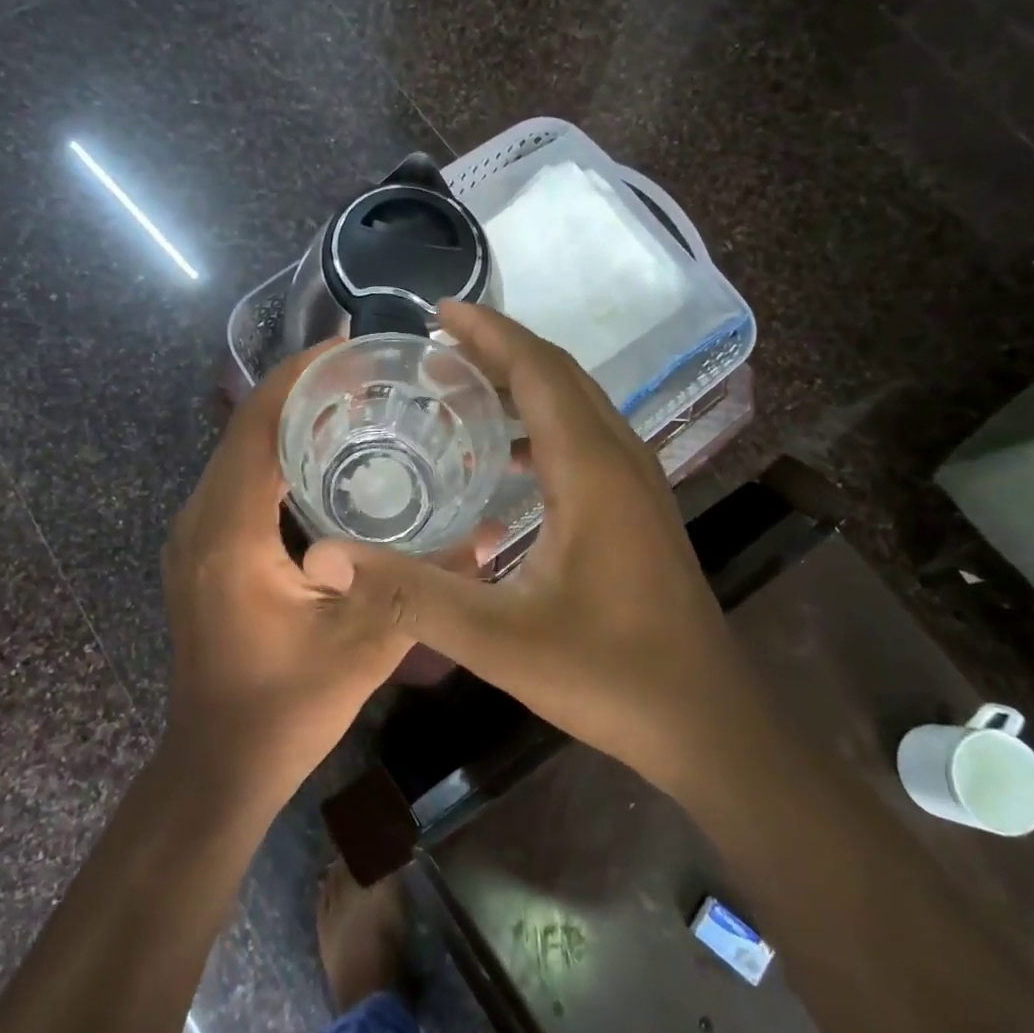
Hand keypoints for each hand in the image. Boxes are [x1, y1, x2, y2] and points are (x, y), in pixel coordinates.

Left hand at [161, 344, 418, 813]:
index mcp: (229, 533)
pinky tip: (321, 458)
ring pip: (237, 452)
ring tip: (350, 403)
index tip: (348, 348)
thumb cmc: (285, 709)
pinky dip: (274, 455)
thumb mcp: (364, 648)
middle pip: (243, 428)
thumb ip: (425, 588)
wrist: (218, 764)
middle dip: (297, 390)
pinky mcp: (201, 550)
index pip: (255, 426)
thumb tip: (488, 535)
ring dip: (285, 420)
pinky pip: (237, 480)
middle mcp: (200, 521)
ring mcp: (194, 535)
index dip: (297, 377)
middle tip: (364, 375)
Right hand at [334, 302, 735, 800]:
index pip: (539, 370)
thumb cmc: (609, 674)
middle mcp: (622, 457)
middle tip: (437, 343)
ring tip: (461, 387)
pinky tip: (506, 458)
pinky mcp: (639, 507)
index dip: (490, 333)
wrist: (706, 721)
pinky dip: (542, 422)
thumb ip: (410, 594)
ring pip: (578, 403)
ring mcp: (638, 482)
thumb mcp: (499, 640)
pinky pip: (587, 436)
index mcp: (593, 469)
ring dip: (523, 382)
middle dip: (501, 348)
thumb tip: (326, 557)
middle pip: (560, 375)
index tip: (440, 311)